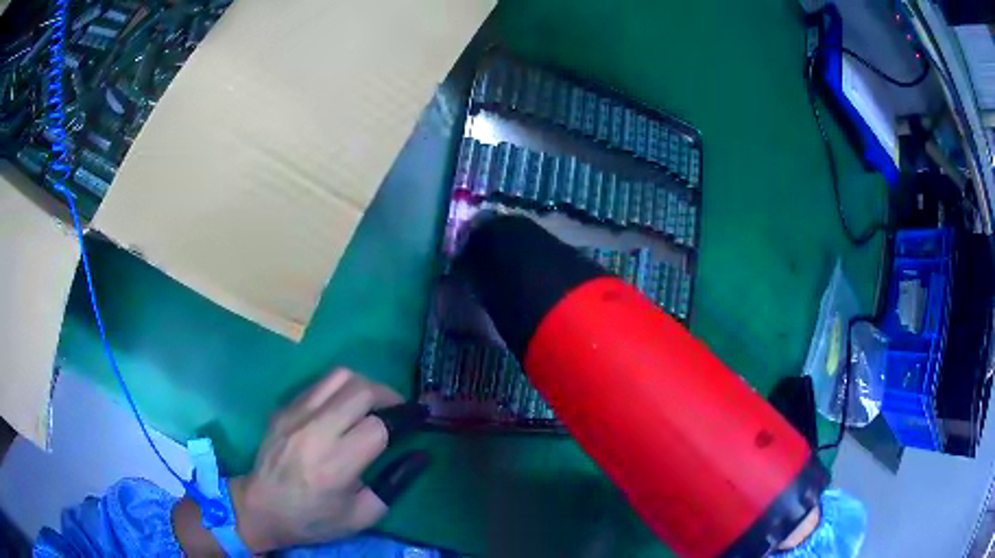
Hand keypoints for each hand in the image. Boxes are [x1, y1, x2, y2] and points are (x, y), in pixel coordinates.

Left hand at [174, 369, 428, 554]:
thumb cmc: (314, 518)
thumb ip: (394, 484)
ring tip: (371, 403)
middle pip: (360, 390)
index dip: (401, 422)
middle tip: (397, 409)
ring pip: (339, 376)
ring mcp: (294, 415)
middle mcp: (314, 433)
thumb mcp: (362, 515)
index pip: (377, 427)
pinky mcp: (283, 408)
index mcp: (335, 466)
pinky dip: (339, 389)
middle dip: (387, 395)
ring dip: (364, 385)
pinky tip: (342, 408)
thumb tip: (420, 455)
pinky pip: (319, 384)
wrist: (262, 507)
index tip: (414, 422)